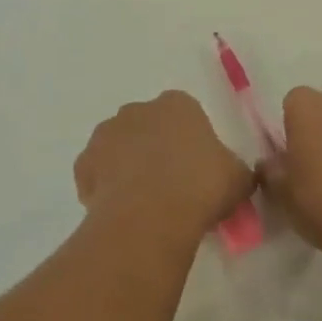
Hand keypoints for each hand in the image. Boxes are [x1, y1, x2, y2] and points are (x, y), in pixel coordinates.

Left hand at [75, 91, 253, 247]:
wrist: (150, 216)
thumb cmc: (201, 187)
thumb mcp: (238, 179)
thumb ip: (234, 170)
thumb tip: (233, 176)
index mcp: (177, 104)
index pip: (185, 113)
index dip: (191, 140)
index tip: (197, 168)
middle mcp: (137, 110)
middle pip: (148, 126)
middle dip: (156, 148)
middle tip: (172, 184)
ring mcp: (106, 135)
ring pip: (119, 147)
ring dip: (128, 165)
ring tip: (145, 202)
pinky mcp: (83, 164)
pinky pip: (97, 173)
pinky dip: (106, 187)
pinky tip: (122, 210)